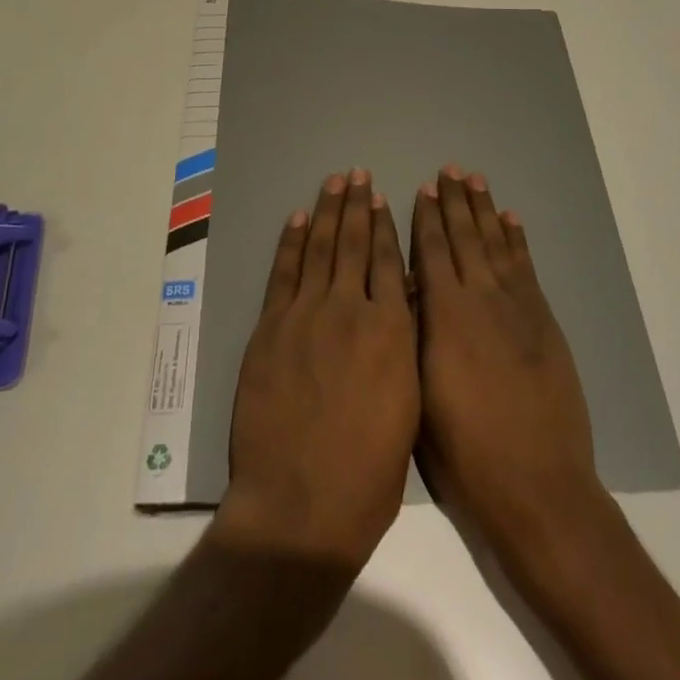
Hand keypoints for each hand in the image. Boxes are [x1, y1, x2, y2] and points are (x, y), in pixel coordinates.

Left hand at [217, 168, 418, 573]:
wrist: (301, 505)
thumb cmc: (368, 472)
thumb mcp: (408, 405)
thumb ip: (405, 345)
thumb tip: (404, 300)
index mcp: (390, 331)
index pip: (388, 262)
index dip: (386, 227)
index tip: (384, 198)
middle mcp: (350, 310)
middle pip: (354, 244)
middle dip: (357, 206)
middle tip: (358, 174)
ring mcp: (306, 316)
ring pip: (320, 249)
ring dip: (327, 212)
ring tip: (334, 182)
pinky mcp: (271, 328)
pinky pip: (284, 274)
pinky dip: (292, 243)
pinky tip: (298, 220)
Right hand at [410, 165, 601, 563]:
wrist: (537, 485)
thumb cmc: (465, 453)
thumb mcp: (419, 394)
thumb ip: (414, 334)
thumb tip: (408, 291)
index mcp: (445, 316)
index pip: (432, 251)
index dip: (427, 218)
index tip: (422, 189)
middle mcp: (480, 299)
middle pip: (465, 237)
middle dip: (454, 202)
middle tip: (448, 170)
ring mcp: (516, 307)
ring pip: (495, 244)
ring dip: (484, 210)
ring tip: (475, 180)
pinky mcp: (543, 321)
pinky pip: (525, 267)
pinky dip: (517, 240)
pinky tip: (510, 219)